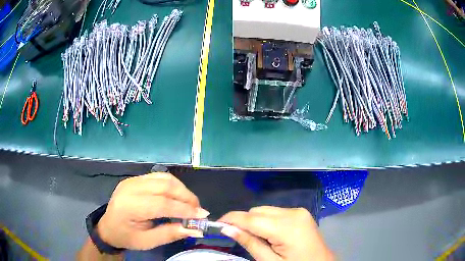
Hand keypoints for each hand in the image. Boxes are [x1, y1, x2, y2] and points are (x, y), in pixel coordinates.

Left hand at [97, 172, 209, 249]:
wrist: (108, 227)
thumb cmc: (126, 237)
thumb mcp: (147, 242)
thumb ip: (170, 234)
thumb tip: (195, 229)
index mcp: (129, 206)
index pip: (162, 204)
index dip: (184, 209)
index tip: (202, 216)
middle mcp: (130, 188)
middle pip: (165, 186)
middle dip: (186, 197)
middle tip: (198, 210)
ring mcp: (132, 180)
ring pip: (164, 178)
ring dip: (181, 190)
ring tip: (191, 204)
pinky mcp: (136, 179)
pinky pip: (159, 177)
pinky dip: (173, 185)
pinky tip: (178, 196)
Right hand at [219, 206, 333, 260]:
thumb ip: (249, 243)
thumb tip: (227, 228)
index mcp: (287, 227)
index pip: (251, 219)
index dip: (231, 219)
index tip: (217, 224)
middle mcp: (294, 212)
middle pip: (257, 211)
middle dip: (243, 221)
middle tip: (236, 236)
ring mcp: (299, 211)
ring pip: (265, 210)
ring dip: (254, 221)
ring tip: (254, 238)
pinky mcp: (300, 213)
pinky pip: (275, 212)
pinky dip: (266, 221)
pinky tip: (268, 234)